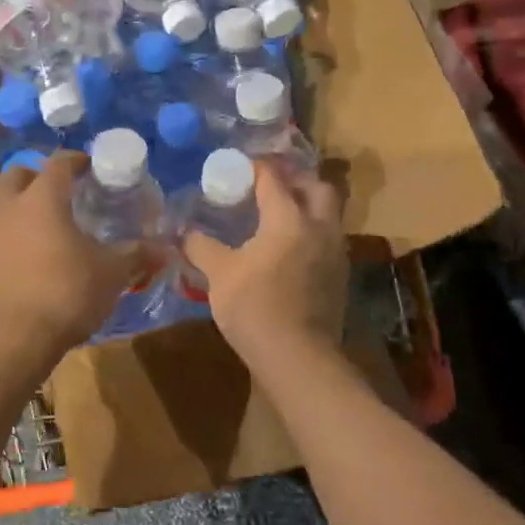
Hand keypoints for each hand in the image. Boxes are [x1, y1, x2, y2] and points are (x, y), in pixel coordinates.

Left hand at [0, 152, 148, 369]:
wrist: (12, 340)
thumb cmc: (65, 295)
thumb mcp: (111, 274)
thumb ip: (136, 255)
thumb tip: (166, 249)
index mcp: (42, 199)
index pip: (58, 163)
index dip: (76, 160)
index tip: (90, 167)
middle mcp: (8, 206)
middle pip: (18, 174)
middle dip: (38, 176)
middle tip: (62, 192)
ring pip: (1, 203)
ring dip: (21, 205)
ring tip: (46, 226)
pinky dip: (10, 234)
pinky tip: (28, 256)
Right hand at [183, 160, 347, 364]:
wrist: (298, 359)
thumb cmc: (255, 307)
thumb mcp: (219, 274)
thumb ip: (201, 247)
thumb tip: (185, 233)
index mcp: (289, 219)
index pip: (274, 178)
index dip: (255, 167)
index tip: (238, 165)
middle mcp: (319, 228)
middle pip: (317, 187)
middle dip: (295, 180)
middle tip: (270, 186)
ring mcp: (335, 254)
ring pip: (328, 215)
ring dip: (307, 207)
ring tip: (278, 216)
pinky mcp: (339, 278)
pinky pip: (327, 241)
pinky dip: (310, 234)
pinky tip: (288, 250)